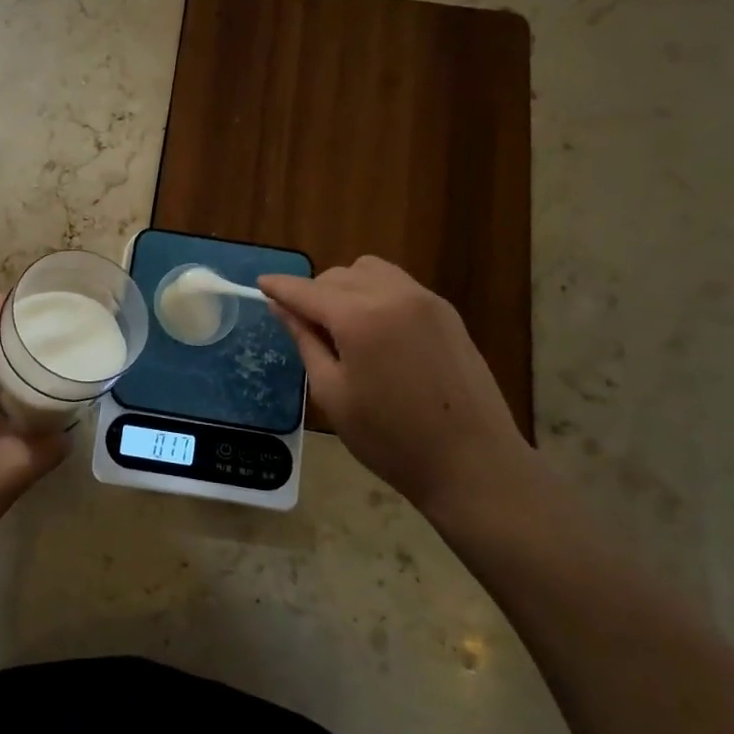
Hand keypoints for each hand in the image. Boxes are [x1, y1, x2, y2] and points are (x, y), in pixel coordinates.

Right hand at [258, 257, 532, 516]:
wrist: (472, 462)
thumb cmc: (390, 437)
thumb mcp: (333, 393)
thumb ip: (305, 341)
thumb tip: (282, 307)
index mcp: (359, 317)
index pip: (306, 290)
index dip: (279, 287)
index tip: (260, 283)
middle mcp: (393, 294)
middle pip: (337, 276)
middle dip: (313, 293)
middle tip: (304, 327)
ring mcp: (425, 299)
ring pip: (369, 271)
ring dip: (345, 287)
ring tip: (341, 326)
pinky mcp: (446, 311)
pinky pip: (397, 284)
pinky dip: (375, 293)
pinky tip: (375, 329)